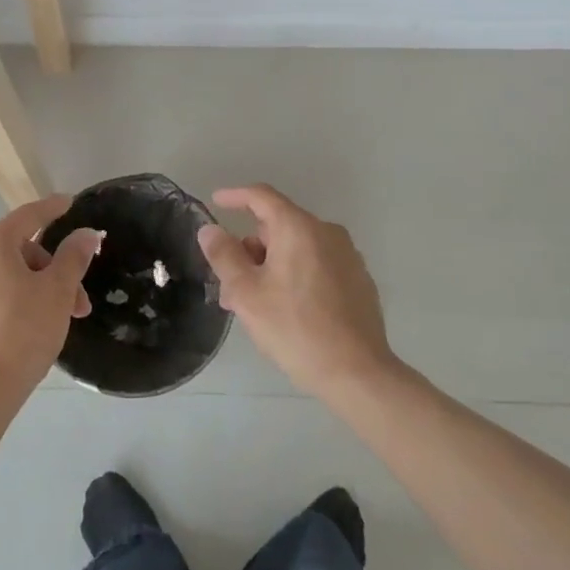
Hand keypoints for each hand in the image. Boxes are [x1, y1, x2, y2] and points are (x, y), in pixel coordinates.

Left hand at [0, 195, 103, 408]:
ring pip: (6, 274)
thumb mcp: (56, 292)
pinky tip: (29, 327)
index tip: (70, 202)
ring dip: (36, 288)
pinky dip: (13, 299)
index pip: (28, 216)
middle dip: (53, 271)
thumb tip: (86, 234)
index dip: (53, 208)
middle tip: (78, 303)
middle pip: (19, 250)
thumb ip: (73, 257)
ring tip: (58, 321)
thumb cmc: (21, 334)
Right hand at [198, 185, 398, 402]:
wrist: (357, 373)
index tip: (216, 201)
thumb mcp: (246, 293)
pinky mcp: (359, 280)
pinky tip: (285, 309)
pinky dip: (295, 275)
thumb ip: (224, 255)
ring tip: (253, 303)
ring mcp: (347, 256)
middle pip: (278, 226)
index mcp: (299, 228)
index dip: (235, 196)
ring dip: (270, 266)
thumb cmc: (294, 328)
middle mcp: (327, 233)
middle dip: (250, 248)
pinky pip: (317, 264)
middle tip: (229, 282)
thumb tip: (210, 229)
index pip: (262, 196)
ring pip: (297, 248)